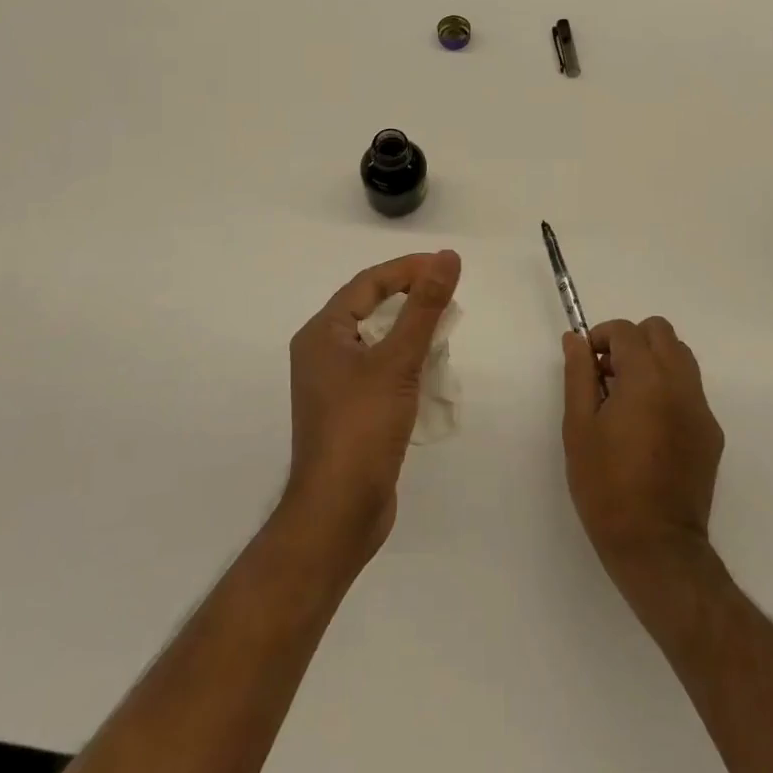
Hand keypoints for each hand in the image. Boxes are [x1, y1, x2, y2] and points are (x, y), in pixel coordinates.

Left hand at [283, 250, 461, 570]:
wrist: (338, 515)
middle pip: (371, 308)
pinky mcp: (350, 410)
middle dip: (412, 299)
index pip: (368, 283)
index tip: (447, 265)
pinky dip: (406, 362)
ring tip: (446, 330)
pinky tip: (431, 370)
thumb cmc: (361, 429)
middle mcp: (322, 352)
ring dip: (411, 331)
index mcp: (322, 333)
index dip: (408, 269)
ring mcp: (334, 384)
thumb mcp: (397, 362)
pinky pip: (380, 369)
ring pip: (378, 340)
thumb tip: (447, 257)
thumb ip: (424, 307)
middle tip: (450, 296)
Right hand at [563, 318, 724, 589]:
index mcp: (647, 378)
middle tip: (607, 374)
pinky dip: (668, 388)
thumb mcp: (579, 427)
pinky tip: (648, 427)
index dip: (600, 337)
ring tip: (627, 398)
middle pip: (660, 332)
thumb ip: (578, 374)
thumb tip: (575, 340)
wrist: (656, 547)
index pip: (626, 331)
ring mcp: (701, 409)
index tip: (586, 363)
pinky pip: (690, 390)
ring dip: (652, 361)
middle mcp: (680, 384)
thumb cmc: (607, 486)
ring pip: (680, 357)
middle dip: (631, 341)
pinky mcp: (711, 433)